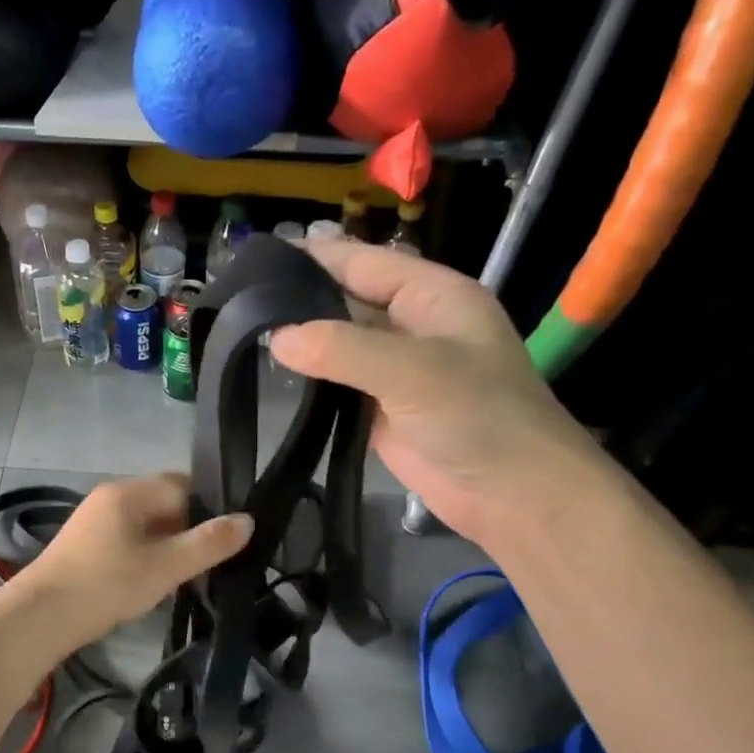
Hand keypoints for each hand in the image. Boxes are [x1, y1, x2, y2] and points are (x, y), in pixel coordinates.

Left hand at [14, 474, 252, 651]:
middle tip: (216, 559)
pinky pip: (128, 541)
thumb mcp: (165, 566)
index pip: (182, 484)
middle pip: (164, 503)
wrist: (40, 617)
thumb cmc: (106, 585)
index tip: (232, 535)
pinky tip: (157, 582)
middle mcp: (110, 498)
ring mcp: (94, 522)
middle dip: (191, 528)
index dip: (211, 506)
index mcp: (128, 492)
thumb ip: (207, 544)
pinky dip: (148, 556)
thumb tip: (247, 520)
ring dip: (169, 545)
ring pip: (146, 525)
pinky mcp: (85, 547)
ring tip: (192, 574)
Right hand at [269, 240, 607, 546]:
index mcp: (432, 295)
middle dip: (299, 298)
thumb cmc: (478, 418)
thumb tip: (275, 338)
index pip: (363, 261)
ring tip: (243, 330)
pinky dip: (309, 377)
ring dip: (301, 338)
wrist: (515, 497)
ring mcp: (396, 368)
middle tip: (238, 300)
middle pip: (347, 299)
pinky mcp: (381, 407)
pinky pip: (338, 382)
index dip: (313, 256)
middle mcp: (413, 324)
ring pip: (338, 342)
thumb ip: (341, 348)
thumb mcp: (412, 371)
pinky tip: (272, 372)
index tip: (257, 258)